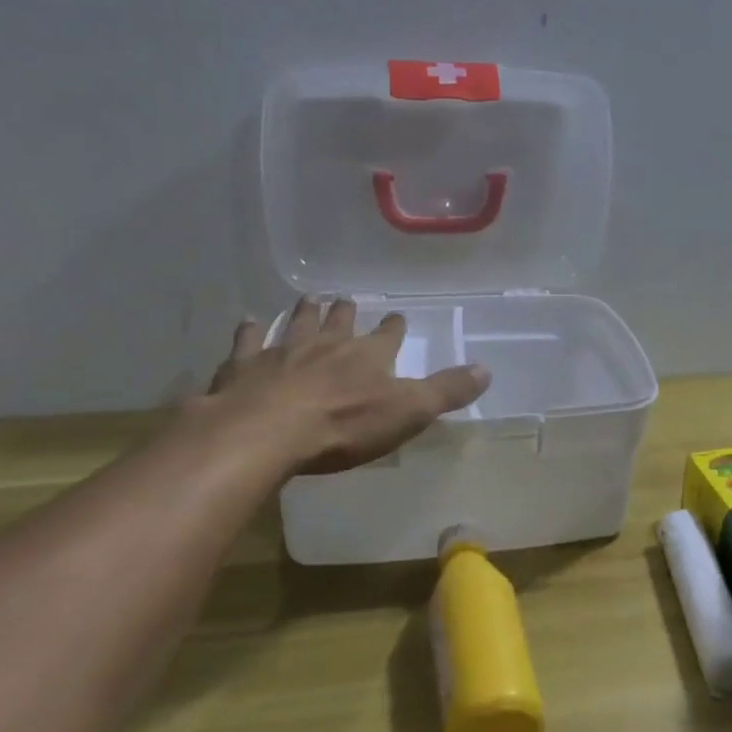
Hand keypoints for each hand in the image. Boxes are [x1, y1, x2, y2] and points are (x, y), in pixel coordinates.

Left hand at [201, 297, 489, 474]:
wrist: (266, 432)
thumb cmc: (343, 425)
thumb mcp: (408, 412)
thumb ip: (446, 391)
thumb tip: (487, 369)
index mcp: (367, 355)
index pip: (388, 335)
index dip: (394, 327)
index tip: (397, 317)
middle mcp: (326, 344)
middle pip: (338, 321)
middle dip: (345, 311)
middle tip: (345, 299)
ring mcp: (282, 351)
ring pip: (296, 324)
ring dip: (304, 312)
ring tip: (309, 299)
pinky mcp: (244, 367)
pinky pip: (247, 342)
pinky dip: (249, 331)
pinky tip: (248, 323)